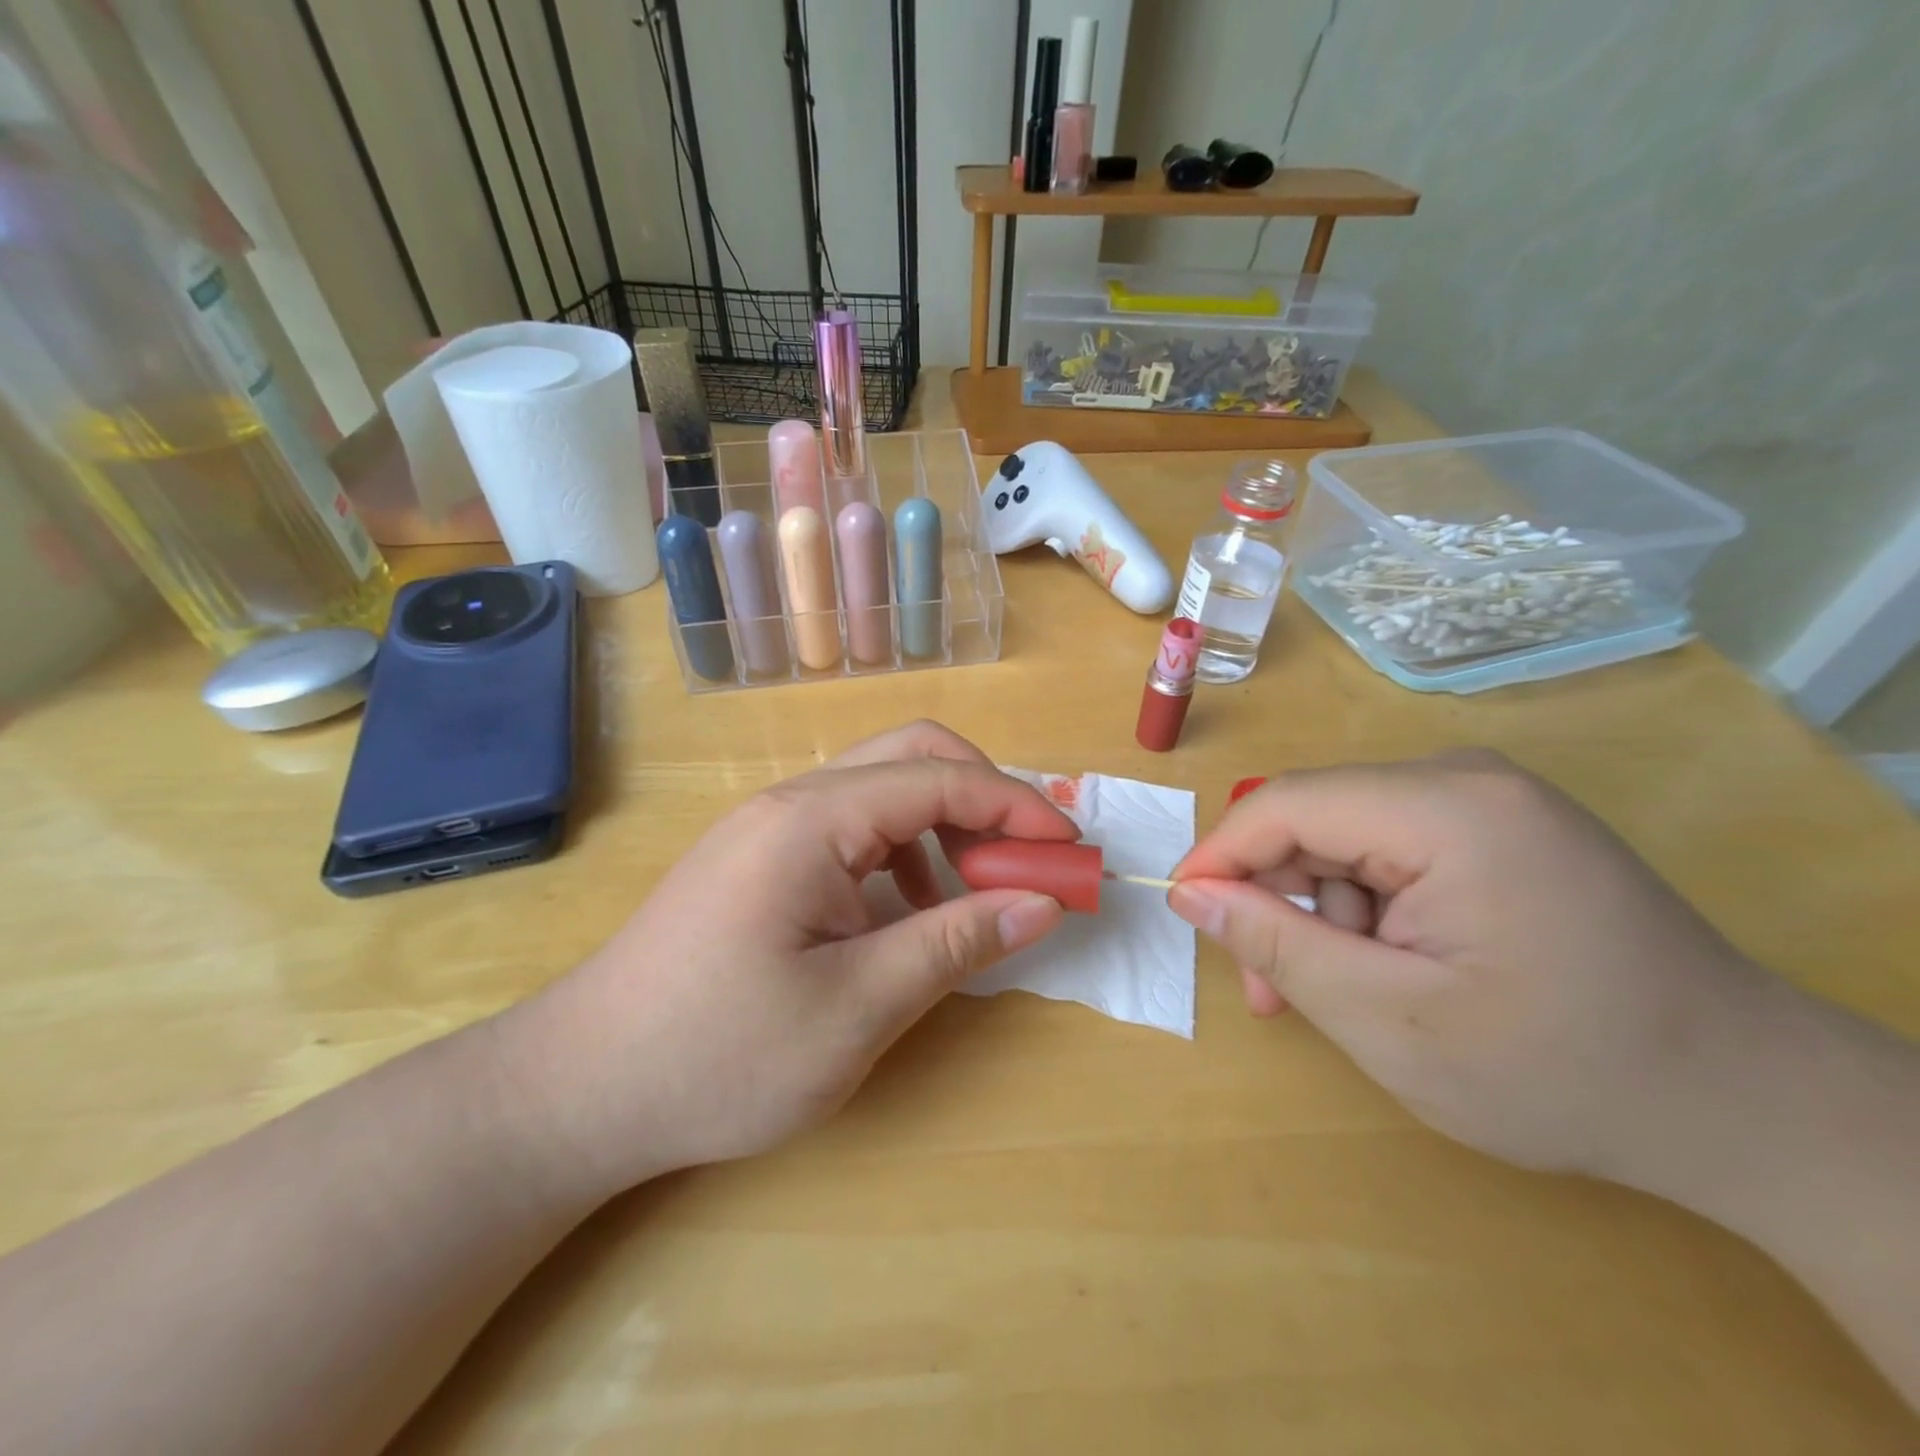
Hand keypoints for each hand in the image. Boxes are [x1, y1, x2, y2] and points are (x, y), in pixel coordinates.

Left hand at [500, 722, 1074, 1194]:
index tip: (1070, 851)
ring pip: (881, 789)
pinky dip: (901, 853)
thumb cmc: (718, 1056)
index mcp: (811, 821)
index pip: (938, 779)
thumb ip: (955, 944)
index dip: (1015, 807)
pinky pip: (851, 829)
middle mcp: (791, 803)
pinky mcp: (760, 859)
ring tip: (968, 896)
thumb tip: (1042, 902)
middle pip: (910, 756)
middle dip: (982, 797)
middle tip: (1024, 859)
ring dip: (942, 826)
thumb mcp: (856, 1010)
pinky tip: (903, 914)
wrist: (580, 1089)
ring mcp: (769, 827)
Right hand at [1168, 750, 1764, 1181]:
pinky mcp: (1497, 826)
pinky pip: (1389, 847)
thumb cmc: (1561, 1070)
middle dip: (1276, 898)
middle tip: (1269, 990)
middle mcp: (1465, 780)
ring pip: (1345, 836)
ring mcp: (1487, 799)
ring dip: (1320, 912)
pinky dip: (1364, 906)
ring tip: (1335, 995)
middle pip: (1316, 817)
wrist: (1747, 1105)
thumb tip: (1187, 892)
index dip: (1218, 855)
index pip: (1286, 803)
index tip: (1181, 913)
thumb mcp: (1389, 1019)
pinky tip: (1384, 966)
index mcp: (1449, 809)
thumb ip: (1275, 944)